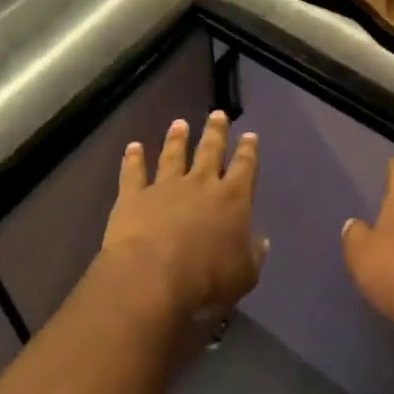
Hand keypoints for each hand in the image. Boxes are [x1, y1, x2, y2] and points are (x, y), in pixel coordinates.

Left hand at [103, 111, 264, 321]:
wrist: (153, 277)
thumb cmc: (207, 279)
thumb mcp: (244, 275)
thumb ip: (253, 255)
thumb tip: (261, 241)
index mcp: (232, 198)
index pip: (244, 166)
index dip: (248, 150)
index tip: (249, 135)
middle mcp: (201, 183)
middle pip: (210, 150)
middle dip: (216, 132)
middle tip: (217, 114)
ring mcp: (165, 186)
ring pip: (173, 155)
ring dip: (177, 138)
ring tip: (179, 123)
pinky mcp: (134, 196)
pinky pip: (134, 172)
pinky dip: (133, 159)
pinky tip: (133, 147)